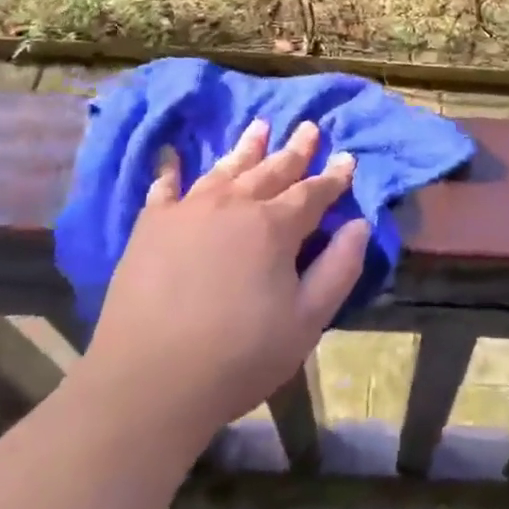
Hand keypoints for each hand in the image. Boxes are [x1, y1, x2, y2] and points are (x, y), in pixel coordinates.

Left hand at [81, 120, 369, 431]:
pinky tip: (172, 156)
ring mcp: (189, 210)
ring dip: (246, 148)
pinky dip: (171, 170)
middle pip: (272, 170)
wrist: (148, 382)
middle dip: (295, 149)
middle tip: (308, 127)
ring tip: (259, 126)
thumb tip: (360, 225)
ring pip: (226, 169)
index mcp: (275, 226)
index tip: (348, 158)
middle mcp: (235, 204)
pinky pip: (164, 187)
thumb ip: (339, 269)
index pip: (313, 192)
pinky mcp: (152, 225)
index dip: (334, 177)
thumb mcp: (306, 321)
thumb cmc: (238, 357)